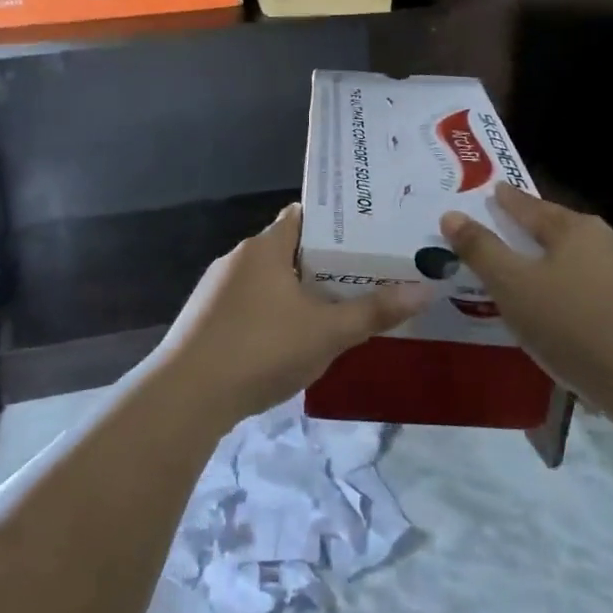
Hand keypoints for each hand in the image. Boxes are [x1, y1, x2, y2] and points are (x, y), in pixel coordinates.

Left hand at [159, 204, 432, 425]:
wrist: (186, 396)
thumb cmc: (261, 348)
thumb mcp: (327, 332)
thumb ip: (375, 311)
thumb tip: (426, 289)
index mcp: (266, 246)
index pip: (304, 216)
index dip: (337, 222)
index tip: (369, 234)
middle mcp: (239, 258)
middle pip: (290, 249)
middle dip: (324, 262)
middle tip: (366, 274)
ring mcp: (218, 289)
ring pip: (270, 280)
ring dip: (298, 291)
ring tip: (337, 307)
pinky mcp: (206, 320)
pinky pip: (251, 305)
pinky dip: (274, 314)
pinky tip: (291, 340)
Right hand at [439, 184, 612, 399]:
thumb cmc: (570, 326)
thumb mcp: (512, 286)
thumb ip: (481, 249)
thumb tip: (452, 215)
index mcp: (576, 229)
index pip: (531, 206)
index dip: (508, 201)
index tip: (495, 191)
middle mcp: (608, 241)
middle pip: (559, 229)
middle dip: (532, 229)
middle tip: (507, 229)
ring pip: (580, 259)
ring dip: (554, 262)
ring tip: (531, 272)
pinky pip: (595, 288)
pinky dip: (573, 290)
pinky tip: (564, 309)